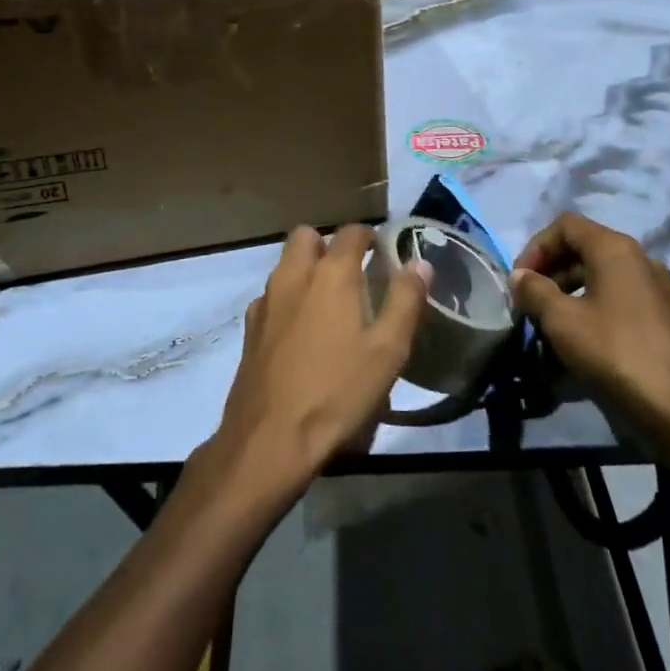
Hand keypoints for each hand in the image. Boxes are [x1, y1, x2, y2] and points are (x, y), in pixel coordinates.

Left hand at [211, 225, 429, 497]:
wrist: (269, 439)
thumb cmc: (337, 392)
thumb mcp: (388, 351)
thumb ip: (406, 300)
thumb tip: (420, 263)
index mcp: (331, 273)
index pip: (352, 231)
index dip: (370, 237)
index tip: (384, 256)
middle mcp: (294, 274)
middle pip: (308, 236)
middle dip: (329, 244)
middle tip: (352, 274)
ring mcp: (266, 299)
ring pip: (286, 264)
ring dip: (306, 269)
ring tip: (329, 305)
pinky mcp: (249, 327)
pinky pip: (272, 295)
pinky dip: (288, 299)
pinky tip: (301, 334)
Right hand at [510, 212, 669, 505]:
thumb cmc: (617, 354)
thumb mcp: (563, 321)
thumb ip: (535, 291)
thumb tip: (519, 276)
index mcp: (615, 249)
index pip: (565, 226)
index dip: (535, 247)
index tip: (519, 281)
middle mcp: (639, 259)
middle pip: (583, 249)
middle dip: (550, 272)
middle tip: (529, 303)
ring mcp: (656, 289)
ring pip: (601, 277)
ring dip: (569, 293)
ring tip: (549, 326)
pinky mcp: (664, 318)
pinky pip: (618, 300)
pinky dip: (592, 309)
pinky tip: (580, 343)